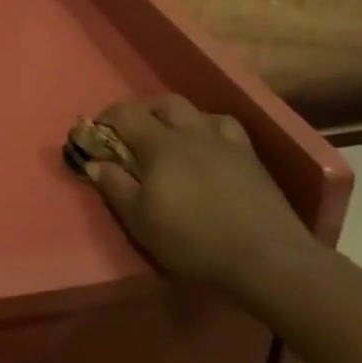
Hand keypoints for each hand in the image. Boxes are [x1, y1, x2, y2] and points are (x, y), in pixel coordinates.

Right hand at [80, 93, 311, 295]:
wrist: (268, 259)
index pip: (125, 113)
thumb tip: (93, 162)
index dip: (105, 118)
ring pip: (195, 111)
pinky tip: (208, 145)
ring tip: (169, 138)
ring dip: (175, 117)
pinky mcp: (250, 157)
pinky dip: (209, 128)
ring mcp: (224, 142)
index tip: (95, 135)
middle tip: (130, 134)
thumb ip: (114, 186)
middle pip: (162, 103)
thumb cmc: (195, 241)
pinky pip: (225, 127)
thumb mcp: (141, 221)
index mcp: (160, 145)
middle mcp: (191, 133)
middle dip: (141, 112)